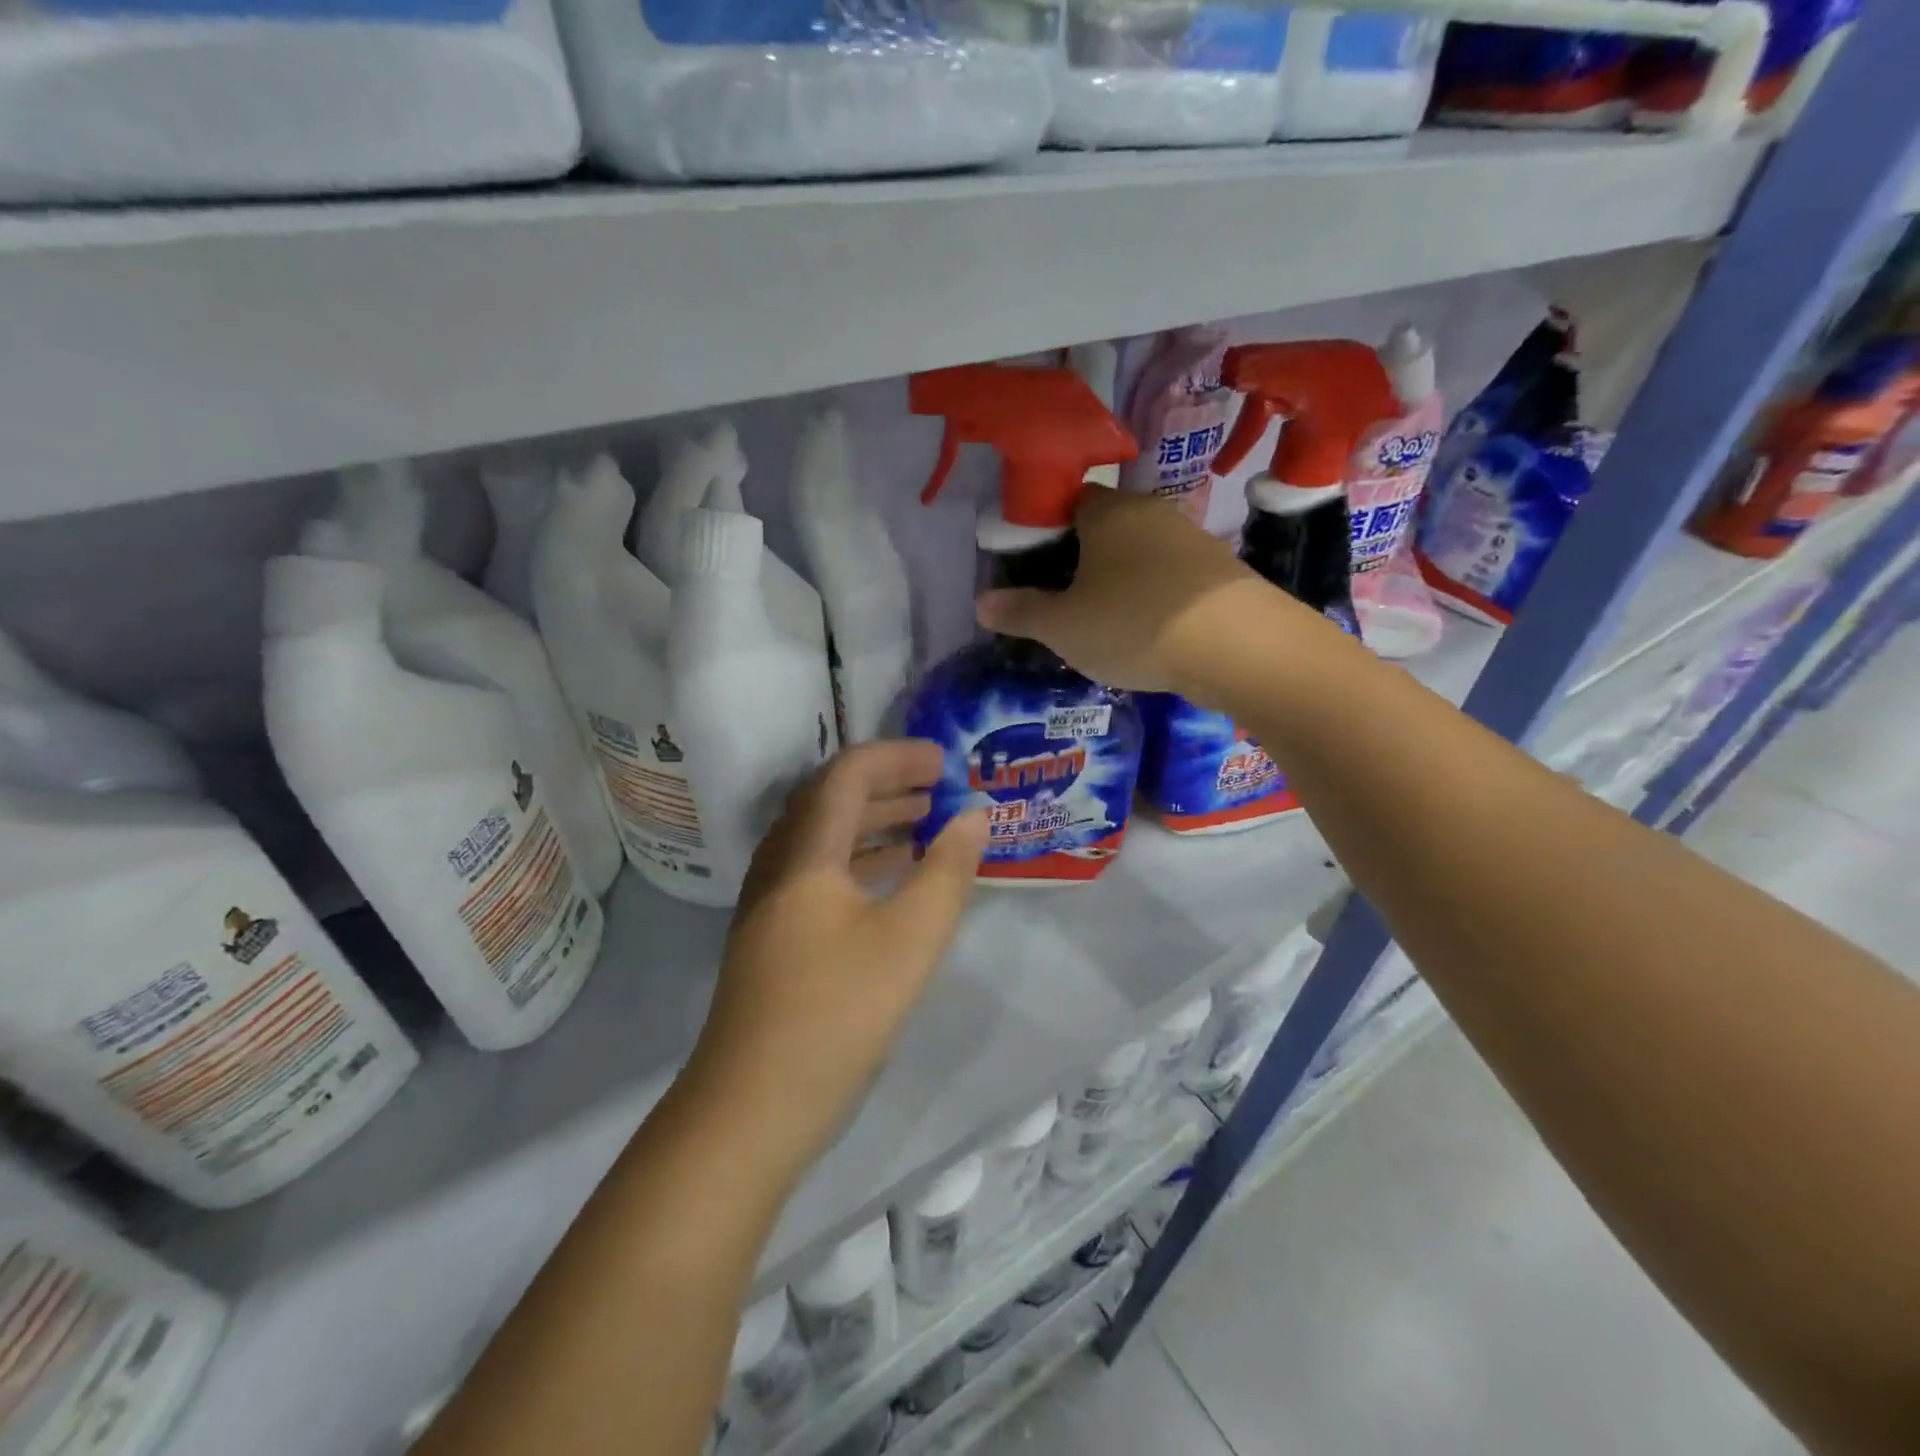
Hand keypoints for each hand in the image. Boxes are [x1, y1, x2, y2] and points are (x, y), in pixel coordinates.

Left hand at [686, 741, 989, 1178]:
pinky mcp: (774, 936)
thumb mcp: (910, 940)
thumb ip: (947, 872)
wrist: (751, 1108)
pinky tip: (893, 881)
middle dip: (889, 784)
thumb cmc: (836, 1014)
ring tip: (926, 824)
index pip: (848, 774)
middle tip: (940, 788)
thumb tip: (974, 817)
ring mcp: (770, 903)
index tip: (946, 762)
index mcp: (805, 853)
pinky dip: (861, 861)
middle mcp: (779, 865)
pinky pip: (820, 873)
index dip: (898, 757)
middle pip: (831, 799)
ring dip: (874, 822)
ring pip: (825, 838)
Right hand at [975, 489, 1264, 692]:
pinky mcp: (1221, 572)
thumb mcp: (1063, 626)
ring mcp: (1192, 539)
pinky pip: (1172, 577)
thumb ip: (1021, 612)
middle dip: (1083, 559)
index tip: (1035, 567)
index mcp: (1107, 513)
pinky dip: (1155, 597)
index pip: (1068, 502)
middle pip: (1105, 527)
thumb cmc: (1133, 623)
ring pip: (1141, 554)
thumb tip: (982, 603)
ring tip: (1106, 623)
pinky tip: (1150, 631)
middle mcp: (1151, 513)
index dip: (1046, 531)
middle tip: (1065, 601)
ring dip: (1121, 580)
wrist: (1237, 645)